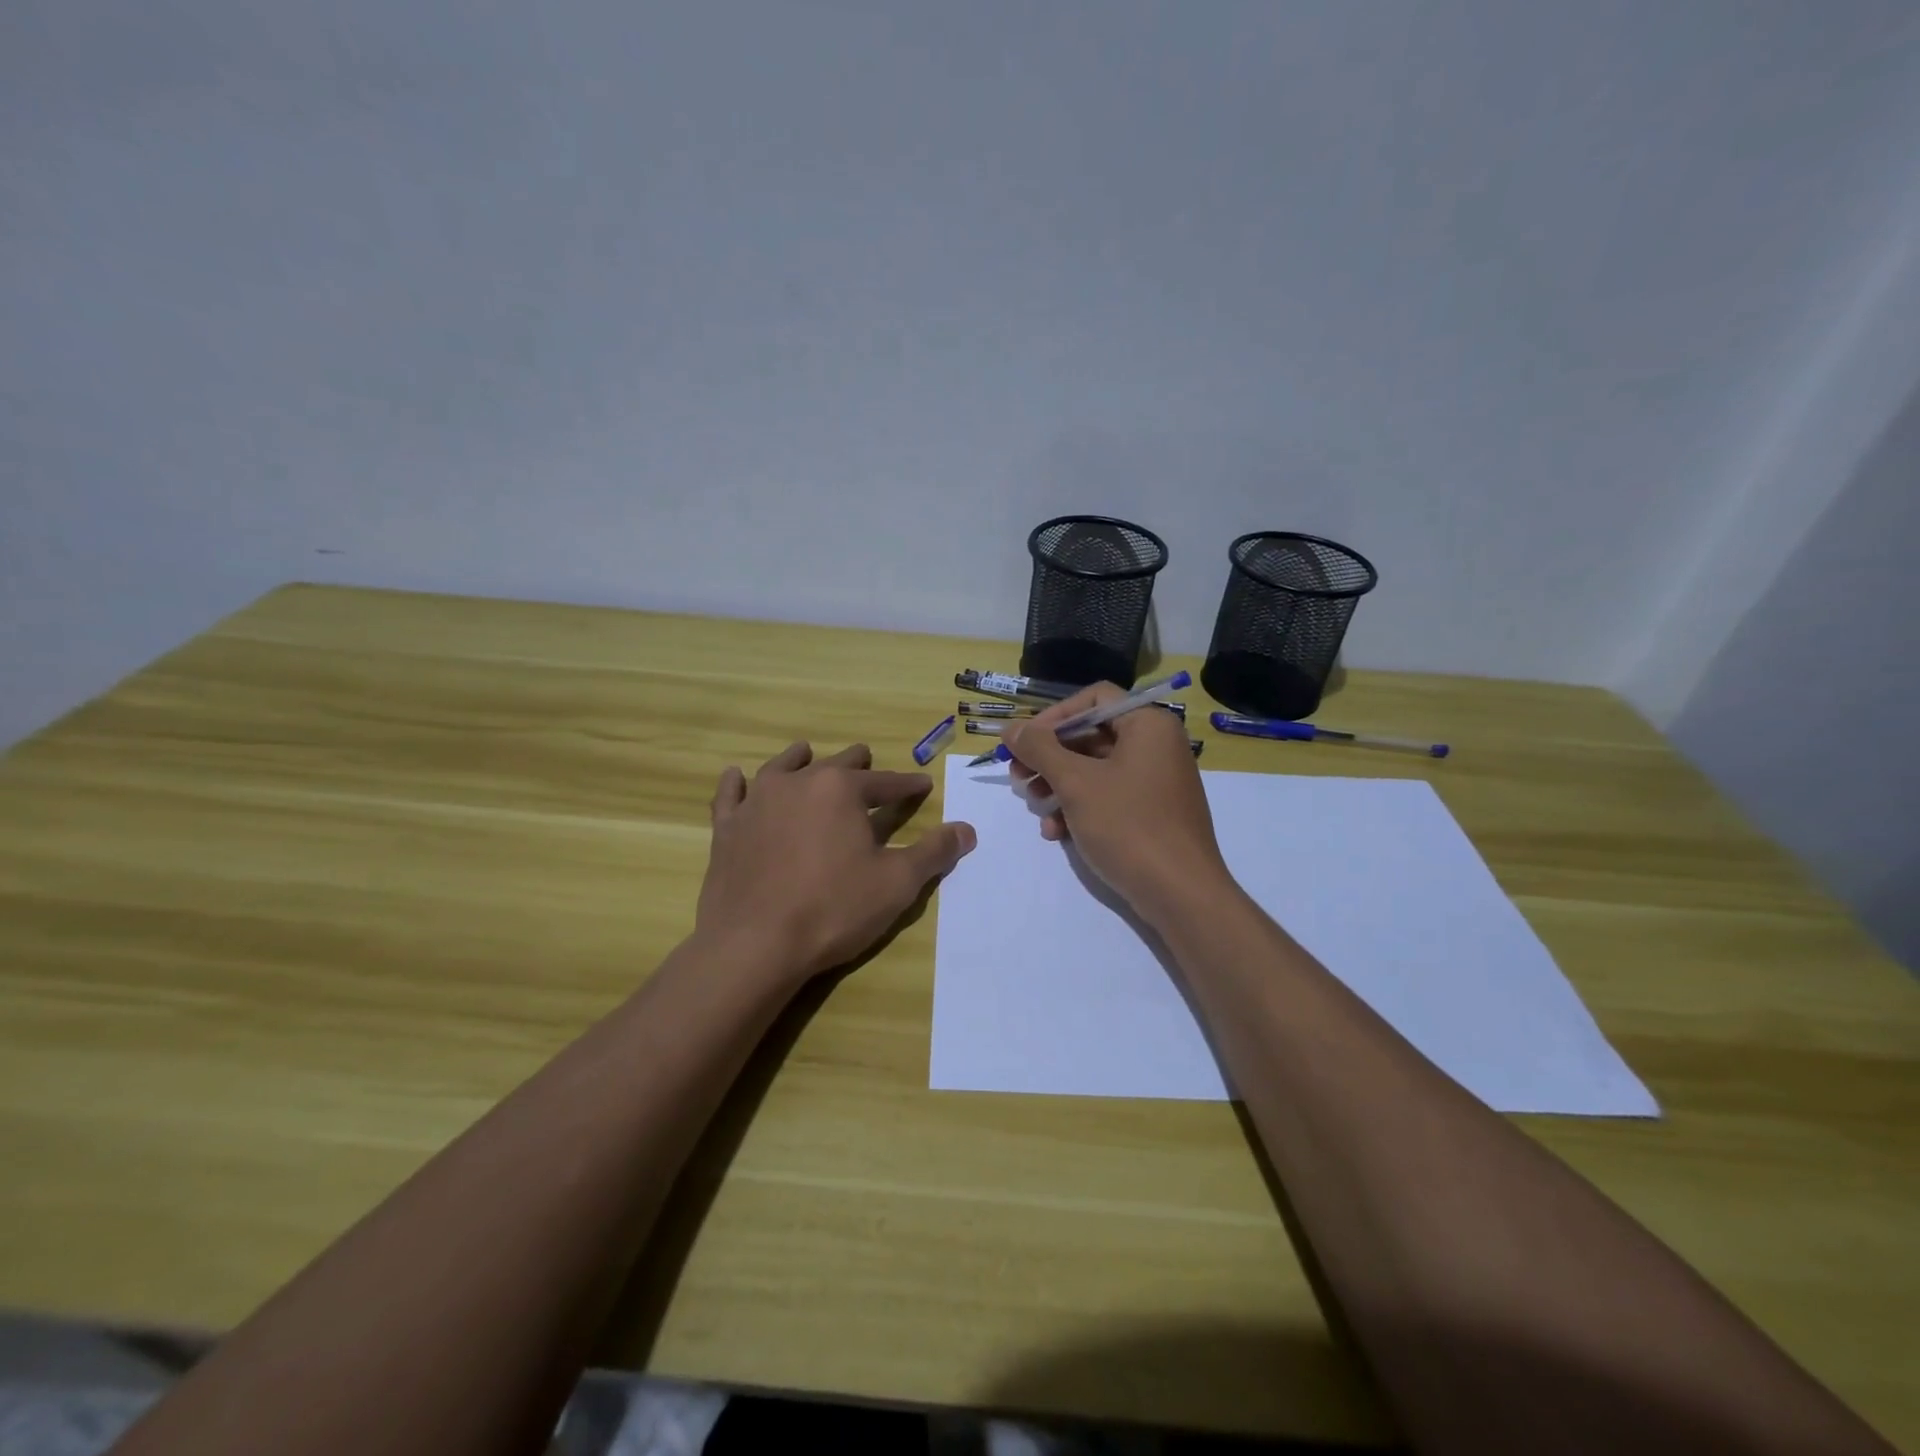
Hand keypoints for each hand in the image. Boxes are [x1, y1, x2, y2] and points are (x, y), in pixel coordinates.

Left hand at [696, 741, 975, 985]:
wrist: (755, 944)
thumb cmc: (833, 909)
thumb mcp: (897, 883)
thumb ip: (934, 852)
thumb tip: (967, 830)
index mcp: (842, 790)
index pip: (885, 783)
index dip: (908, 785)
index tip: (923, 784)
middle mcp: (798, 783)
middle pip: (834, 766)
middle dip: (856, 764)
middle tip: (866, 758)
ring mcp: (757, 803)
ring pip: (781, 768)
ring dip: (799, 760)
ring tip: (806, 752)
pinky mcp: (727, 829)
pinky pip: (730, 796)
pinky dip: (736, 784)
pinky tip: (736, 776)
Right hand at [1003, 685, 1232, 925]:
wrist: (1181, 894)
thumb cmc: (1128, 826)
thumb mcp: (1076, 783)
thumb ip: (1039, 749)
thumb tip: (1011, 729)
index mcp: (1148, 724)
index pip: (1094, 698)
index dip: (1054, 716)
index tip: (1025, 742)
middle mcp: (1156, 745)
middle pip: (1091, 735)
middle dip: (1050, 757)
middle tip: (1018, 777)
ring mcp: (1156, 781)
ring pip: (1095, 769)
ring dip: (1058, 785)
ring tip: (1035, 806)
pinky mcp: (1152, 812)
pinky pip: (1109, 796)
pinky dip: (1080, 807)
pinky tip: (1056, 832)